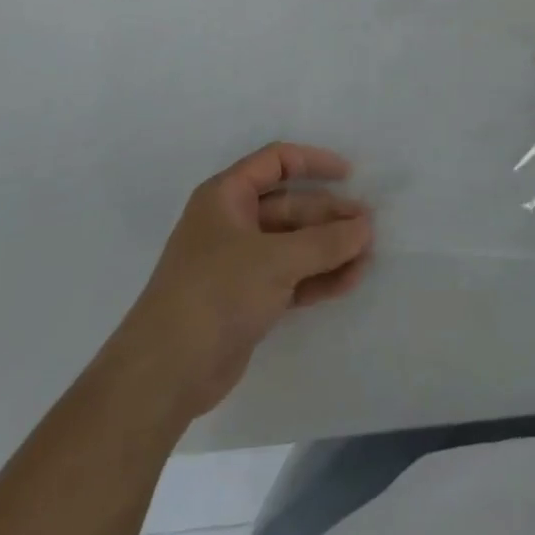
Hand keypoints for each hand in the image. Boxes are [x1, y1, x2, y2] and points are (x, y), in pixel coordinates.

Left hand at [108, 144, 373, 424]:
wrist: (165, 373)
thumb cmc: (216, 293)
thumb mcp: (276, 260)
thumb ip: (325, 242)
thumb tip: (366, 226)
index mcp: (227, 195)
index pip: (276, 161)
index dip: (314, 162)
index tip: (350, 176)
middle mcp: (232, 222)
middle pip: (290, 206)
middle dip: (329, 216)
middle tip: (369, 228)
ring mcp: (239, 263)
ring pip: (293, 244)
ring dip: (329, 249)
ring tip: (367, 257)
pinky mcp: (247, 299)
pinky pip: (290, 276)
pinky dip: (317, 277)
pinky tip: (348, 281)